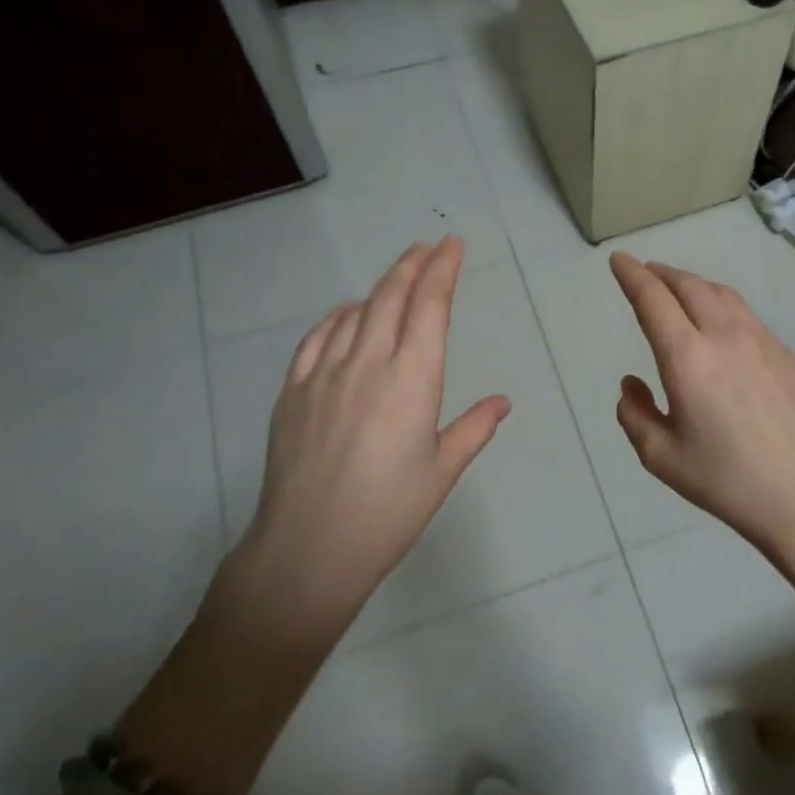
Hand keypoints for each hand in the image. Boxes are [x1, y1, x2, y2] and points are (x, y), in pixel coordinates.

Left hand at [237, 237, 509, 619]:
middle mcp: (368, 363)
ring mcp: (324, 374)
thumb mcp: (442, 471)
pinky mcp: (292, 392)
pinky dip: (337, 317)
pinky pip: (316, 339)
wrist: (308, 549)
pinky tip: (346, 314)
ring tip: (396, 278)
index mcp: (413, 379)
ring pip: (355, 312)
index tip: (453, 245)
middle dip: (413, 264)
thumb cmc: (388, 513)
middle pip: (391, 296)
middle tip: (429, 246)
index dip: (442, 269)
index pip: (430, 306)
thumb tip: (502, 402)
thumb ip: (473, 428)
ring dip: (379, 288)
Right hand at [609, 251, 794, 552]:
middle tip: (645, 273)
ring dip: (692, 285)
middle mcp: (723, 335)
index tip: (619, 260)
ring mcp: (761, 340)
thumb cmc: (726, 479)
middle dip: (661, 273)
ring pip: (720, 293)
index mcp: (686, 357)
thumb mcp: (661, 457)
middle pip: (688, 285)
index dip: (631, 274)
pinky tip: (720, 327)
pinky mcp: (785, 353)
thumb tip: (632, 384)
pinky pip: (745, 315)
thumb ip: (634, 414)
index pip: (652, 299)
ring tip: (679, 292)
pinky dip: (721, 305)